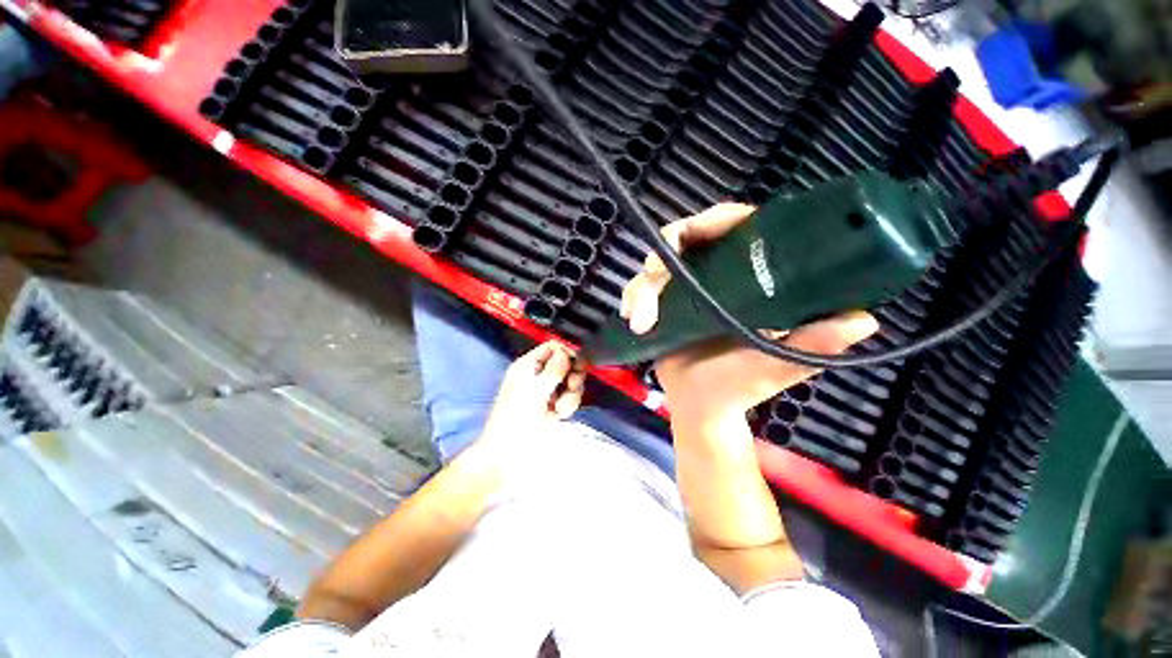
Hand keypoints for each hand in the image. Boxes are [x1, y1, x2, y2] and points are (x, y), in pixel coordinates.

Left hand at [481, 342, 585, 445]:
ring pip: (571, 381)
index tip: (576, 362)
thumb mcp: (533, 392)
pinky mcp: (555, 407)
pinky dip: (569, 405)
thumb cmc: (515, 421)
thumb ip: (552, 370)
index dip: (566, 352)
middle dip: (572, 374)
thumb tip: (566, 353)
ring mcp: (548, 392)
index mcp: (528, 367)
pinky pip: (571, 398)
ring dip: (571, 394)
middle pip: (565, 363)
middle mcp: (538, 376)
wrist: (509, 456)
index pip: (552, 348)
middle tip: (571, 385)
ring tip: (560, 407)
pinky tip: (559, 415)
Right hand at [620, 203, 878, 424]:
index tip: (695, 231)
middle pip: (689, 238)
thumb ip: (813, 344)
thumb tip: (863, 319)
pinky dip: (632, 298)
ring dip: (643, 287)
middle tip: (655, 268)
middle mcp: (717, 276)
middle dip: (667, 247)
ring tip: (641, 319)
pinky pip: (641, 288)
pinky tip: (632, 318)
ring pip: (657, 266)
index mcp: (750, 280)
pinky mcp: (663, 303)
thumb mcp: (776, 366)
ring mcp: (686, 289)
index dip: (717, 218)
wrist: (699, 406)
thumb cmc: (740, 387)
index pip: (738, 228)